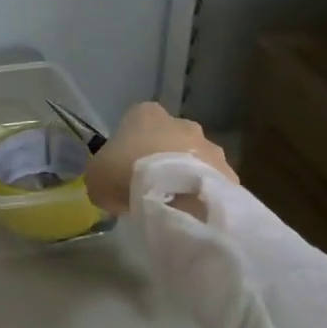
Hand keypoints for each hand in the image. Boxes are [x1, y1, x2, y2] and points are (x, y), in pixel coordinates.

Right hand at [85, 103, 236, 214]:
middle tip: (150, 188)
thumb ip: (102, 176)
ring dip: (185, 176)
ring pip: (194, 160)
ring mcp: (210, 146)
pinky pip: (212, 183)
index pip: (135, 123)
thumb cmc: (127, 172)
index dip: (129, 147)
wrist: (177, 196)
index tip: (124, 169)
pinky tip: (192, 213)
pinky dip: (204, 195)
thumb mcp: (97, 176)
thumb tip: (110, 189)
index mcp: (146, 114)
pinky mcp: (230, 172)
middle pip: (169, 139)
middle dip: (162, 159)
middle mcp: (181, 122)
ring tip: (173, 205)